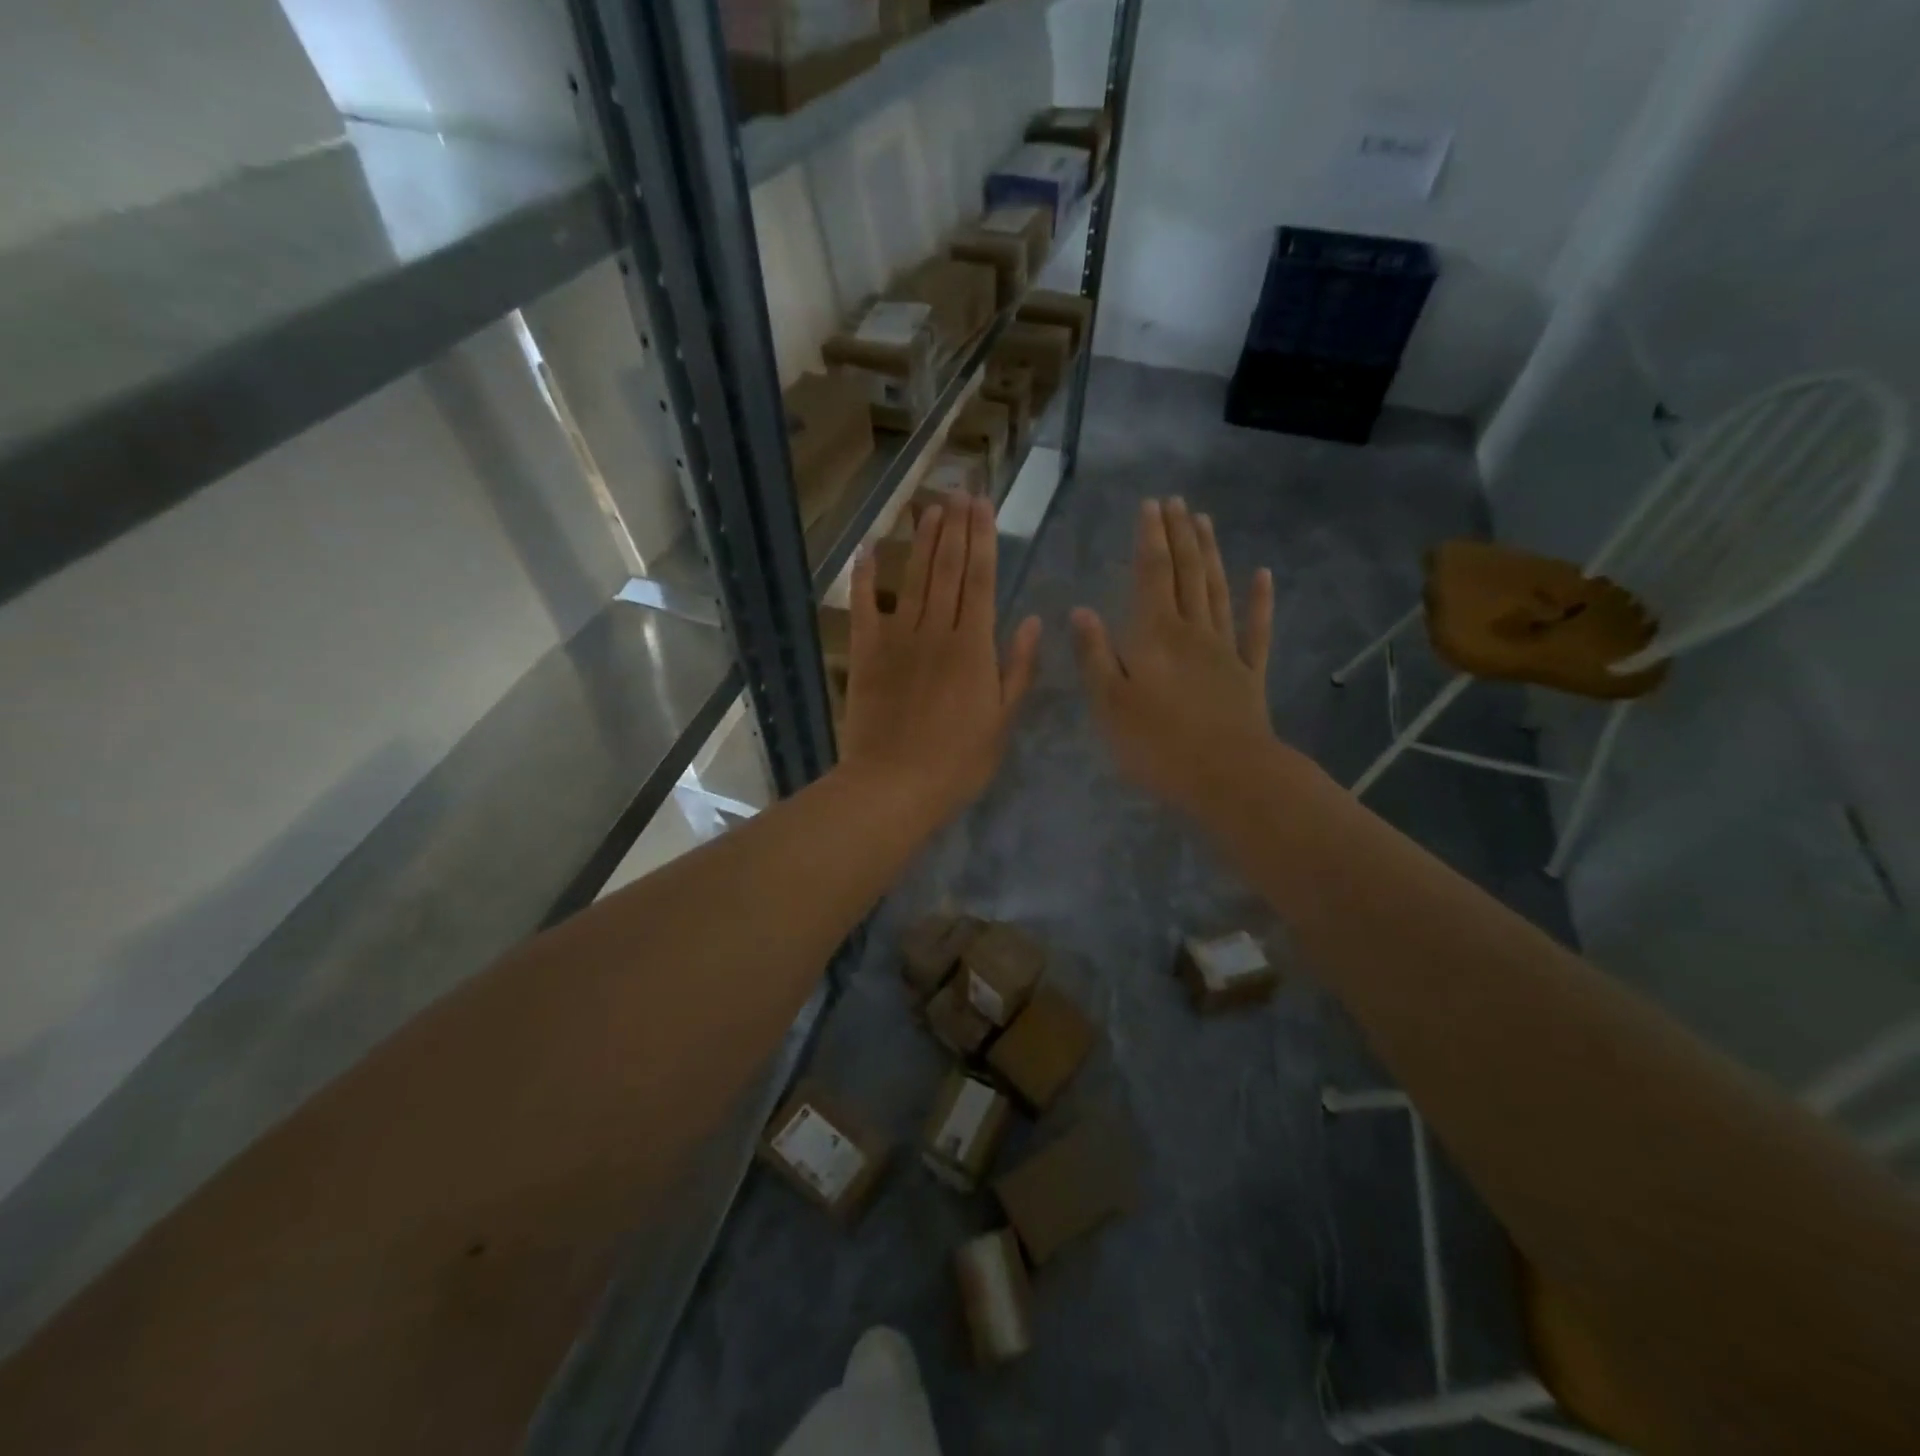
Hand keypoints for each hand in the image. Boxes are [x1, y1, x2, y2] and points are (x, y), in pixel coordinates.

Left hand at [839, 494, 1041, 826]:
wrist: (894, 785)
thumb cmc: (958, 761)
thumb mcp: (1002, 720)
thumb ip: (1017, 668)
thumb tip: (1031, 620)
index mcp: (974, 646)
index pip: (982, 580)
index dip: (983, 539)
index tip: (983, 505)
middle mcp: (937, 630)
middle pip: (948, 569)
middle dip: (956, 528)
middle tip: (959, 491)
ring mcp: (898, 638)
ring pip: (914, 578)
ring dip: (923, 540)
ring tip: (930, 507)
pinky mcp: (865, 652)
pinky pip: (865, 606)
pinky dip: (866, 576)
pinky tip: (870, 548)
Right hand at [1072, 497, 1277, 818]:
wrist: (1228, 777)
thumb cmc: (1157, 744)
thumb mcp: (1109, 704)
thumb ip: (1095, 655)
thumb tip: (1081, 610)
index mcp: (1155, 634)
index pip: (1152, 574)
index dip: (1150, 538)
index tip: (1150, 505)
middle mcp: (1192, 630)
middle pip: (1187, 572)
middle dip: (1179, 535)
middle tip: (1176, 501)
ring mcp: (1226, 650)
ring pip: (1217, 590)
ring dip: (1211, 554)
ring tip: (1205, 521)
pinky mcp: (1249, 674)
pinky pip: (1256, 630)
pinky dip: (1260, 601)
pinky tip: (1263, 576)